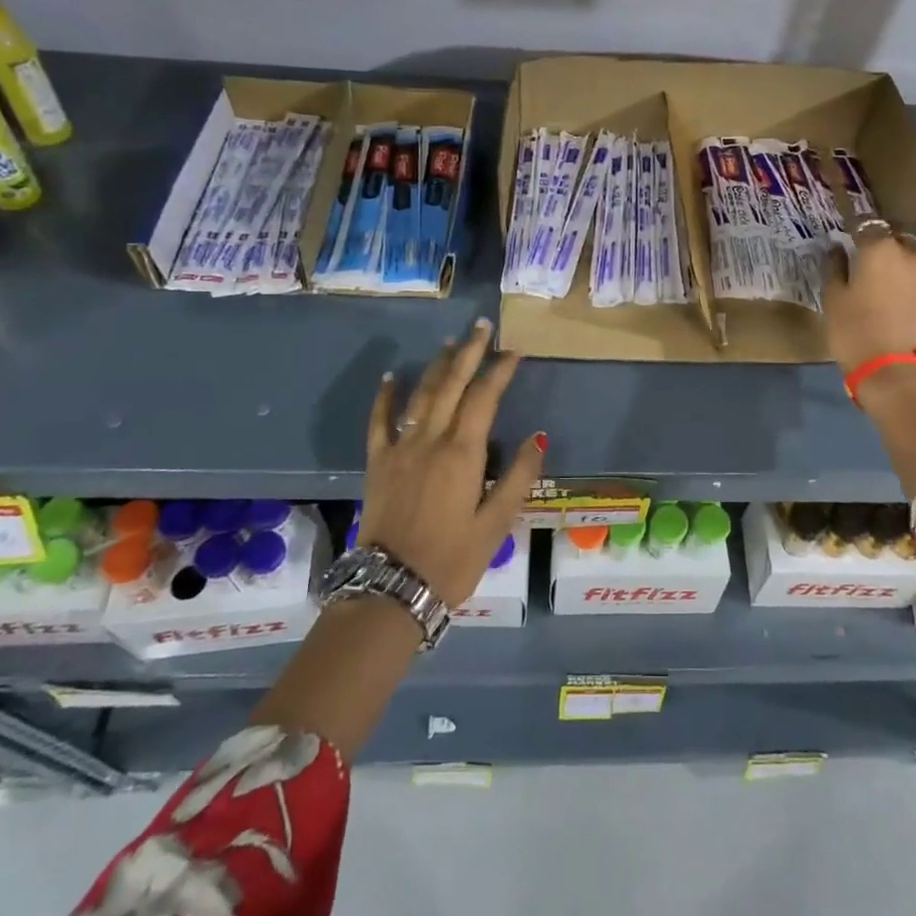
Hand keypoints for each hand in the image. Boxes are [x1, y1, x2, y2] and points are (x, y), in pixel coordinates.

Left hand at [358, 318, 544, 606]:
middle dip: (469, 353)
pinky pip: (380, 421)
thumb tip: (537, 436)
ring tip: (450, 343)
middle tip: (482, 327)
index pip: (484, 397)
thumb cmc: (452, 559)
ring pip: (420, 395)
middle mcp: (431, 439)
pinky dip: (385, 397)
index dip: (500, 370)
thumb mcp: (496, 524)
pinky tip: (390, 377)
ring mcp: (400, 448)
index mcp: (463, 453)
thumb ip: (518, 477)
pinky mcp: (378, 462)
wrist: (391, 588)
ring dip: (436, 366)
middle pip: (451, 384)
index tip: (515, 351)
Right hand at [821, 222, 915, 372]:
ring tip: (888, 277)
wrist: (894, 371)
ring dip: (904, 258)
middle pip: (899, 234)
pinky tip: (899, 298)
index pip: (866, 223)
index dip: (855, 227)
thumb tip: (837, 249)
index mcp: (880, 247)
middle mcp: (910, 252)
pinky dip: (913, 281)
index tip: (846, 234)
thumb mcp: (833, 298)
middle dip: (885, 239)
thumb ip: (835, 267)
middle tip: (868, 256)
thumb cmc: (854, 330)